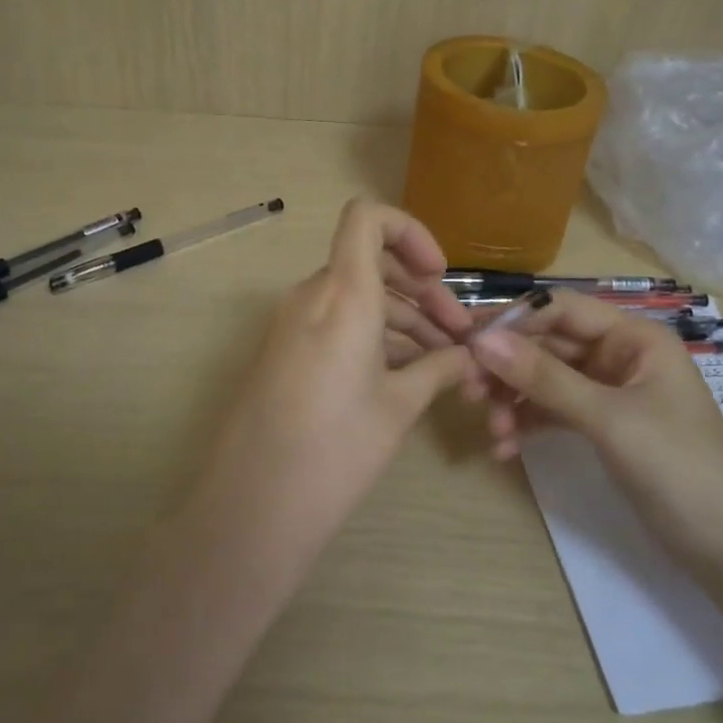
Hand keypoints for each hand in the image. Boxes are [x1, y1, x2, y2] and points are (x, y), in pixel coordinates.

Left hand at [193, 199, 475, 568]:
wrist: (254, 505)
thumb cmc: (336, 448)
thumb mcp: (399, 406)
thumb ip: (439, 368)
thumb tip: (468, 357)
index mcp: (343, 293)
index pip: (367, 218)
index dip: (409, 232)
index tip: (439, 276)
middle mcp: (312, 296)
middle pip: (370, 263)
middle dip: (421, 291)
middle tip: (458, 335)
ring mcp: (292, 323)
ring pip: (355, 297)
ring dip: (401, 319)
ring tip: (443, 364)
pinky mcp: (284, 351)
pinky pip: (334, 323)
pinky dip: (372, 336)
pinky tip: (405, 375)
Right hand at [467, 291, 722, 570]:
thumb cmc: (678, 468)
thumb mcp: (608, 418)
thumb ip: (544, 378)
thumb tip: (480, 340)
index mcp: (633, 337)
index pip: (559, 308)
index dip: (512, 322)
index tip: (466, 344)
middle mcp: (619, 355)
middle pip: (547, 345)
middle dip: (507, 367)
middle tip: (467, 391)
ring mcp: (610, 392)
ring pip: (546, 380)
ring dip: (514, 400)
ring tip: (492, 430)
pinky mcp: (603, 427)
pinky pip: (554, 412)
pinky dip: (529, 425)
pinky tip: (506, 449)